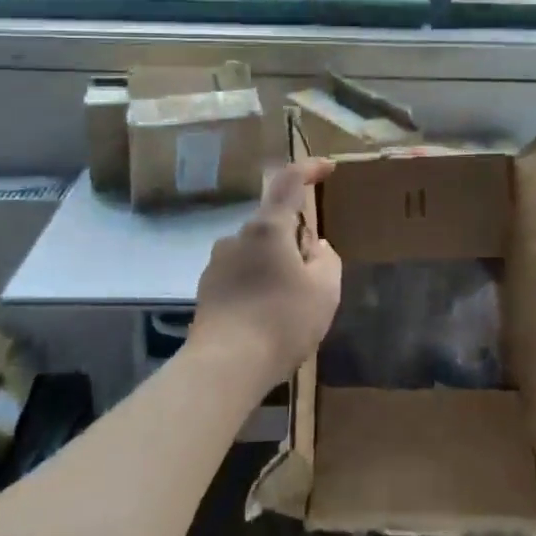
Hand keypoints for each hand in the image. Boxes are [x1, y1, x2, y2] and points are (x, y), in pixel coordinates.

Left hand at [190, 159, 342, 391]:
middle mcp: (237, 237)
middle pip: (274, 223)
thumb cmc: (281, 321)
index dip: (309, 169)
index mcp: (268, 228)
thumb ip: (326, 259)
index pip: (289, 182)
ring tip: (291, 305)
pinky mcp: (207, 290)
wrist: (224, 367)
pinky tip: (267, 319)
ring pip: (257, 251)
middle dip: (296, 240)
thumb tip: (314, 247)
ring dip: (276, 265)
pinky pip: (241, 275)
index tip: (328, 168)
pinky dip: (258, 285)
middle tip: (315, 277)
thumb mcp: (324, 290)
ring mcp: (217, 263)